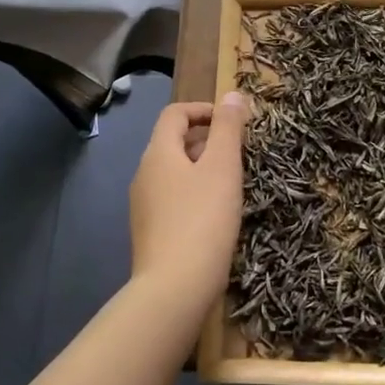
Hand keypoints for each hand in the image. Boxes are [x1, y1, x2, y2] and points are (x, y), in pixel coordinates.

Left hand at [128, 94, 248, 311]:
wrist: (174, 290)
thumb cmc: (203, 220)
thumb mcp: (223, 168)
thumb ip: (229, 128)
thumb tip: (233, 95)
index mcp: (158, 153)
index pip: (175, 114)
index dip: (204, 109)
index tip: (234, 122)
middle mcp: (144, 174)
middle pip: (173, 142)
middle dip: (207, 139)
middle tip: (240, 153)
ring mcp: (143, 206)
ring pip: (175, 172)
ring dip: (203, 168)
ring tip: (233, 183)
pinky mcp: (151, 233)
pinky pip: (173, 199)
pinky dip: (195, 193)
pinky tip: (217, 214)